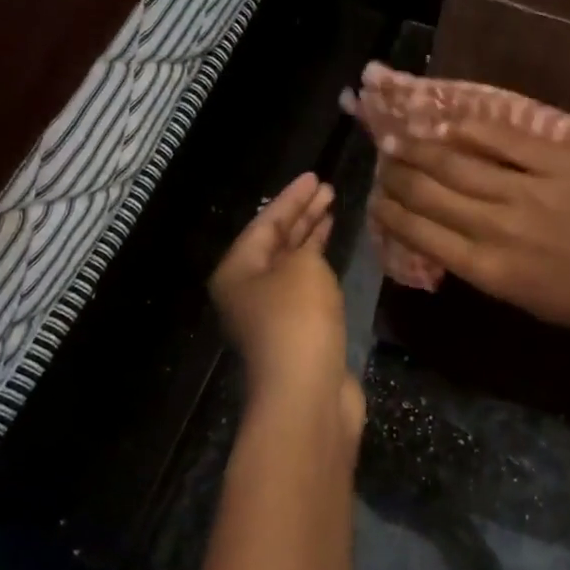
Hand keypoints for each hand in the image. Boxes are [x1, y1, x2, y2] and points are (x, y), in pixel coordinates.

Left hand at [210, 174, 362, 434]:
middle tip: (328, 190)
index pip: (265, 222)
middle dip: (302, 214)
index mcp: (236, 271)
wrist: (308, 393)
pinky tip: (333, 256)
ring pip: (291, 265)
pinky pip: (306, 288)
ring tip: (332, 212)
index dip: (292, 197)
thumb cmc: (298, 319)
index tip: (316, 177)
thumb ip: (305, 247)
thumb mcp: (301, 267)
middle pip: (276, 242)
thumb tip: (307, 250)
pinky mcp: (296, 334)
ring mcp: (271, 316)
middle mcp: (247, 291)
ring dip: (311, 239)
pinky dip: (319, 267)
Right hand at [370, 118, 569, 350]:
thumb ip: (481, 266)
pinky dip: (468, 130)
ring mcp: (528, 189)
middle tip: (381, 163)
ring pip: (456, 162)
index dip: (391, 213)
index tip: (377, 200)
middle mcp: (497, 227)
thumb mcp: (525, 300)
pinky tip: (446, 125)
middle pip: (429, 192)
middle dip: (397, 177)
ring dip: (419, 150)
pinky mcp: (559, 161)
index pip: (419, 233)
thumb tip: (443, 236)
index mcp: (488, 270)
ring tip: (397, 140)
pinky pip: (502, 138)